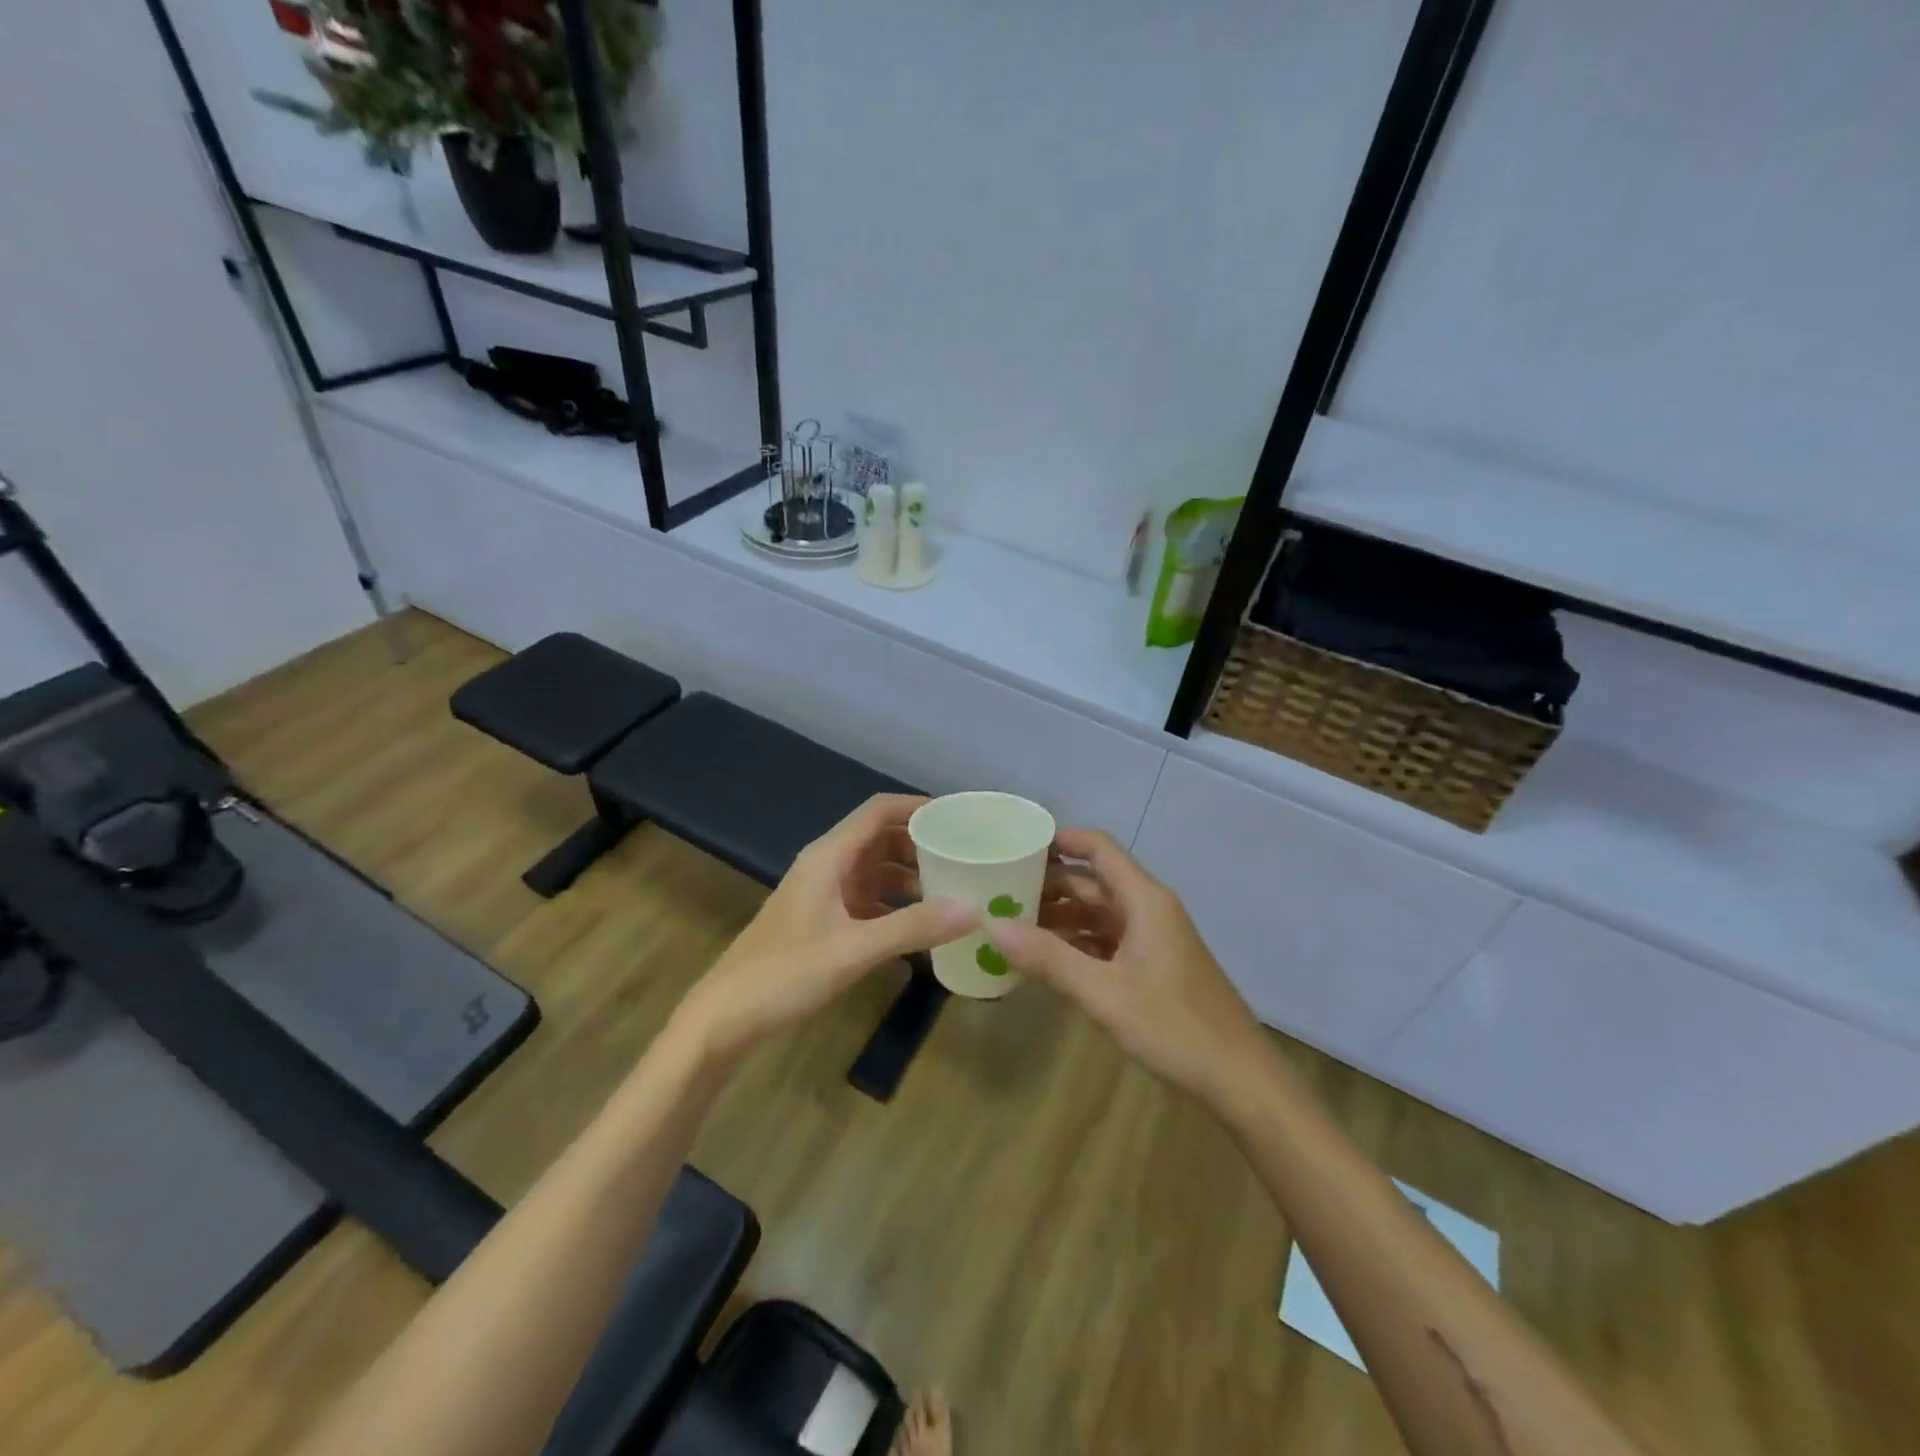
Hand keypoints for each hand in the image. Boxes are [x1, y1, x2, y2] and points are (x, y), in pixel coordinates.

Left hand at [674, 794, 976, 1062]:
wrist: (725, 1018)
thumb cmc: (784, 974)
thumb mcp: (854, 950)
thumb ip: (913, 928)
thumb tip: (974, 910)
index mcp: (828, 857)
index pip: (878, 812)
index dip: (917, 807)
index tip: (959, 817)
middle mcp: (826, 867)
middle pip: (880, 839)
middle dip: (921, 844)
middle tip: (965, 857)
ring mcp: (823, 895)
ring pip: (875, 871)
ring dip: (910, 876)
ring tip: (953, 889)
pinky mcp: (822, 922)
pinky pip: (868, 901)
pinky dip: (895, 906)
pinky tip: (922, 926)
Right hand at [991, 829, 1266, 1107]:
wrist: (1240, 1080)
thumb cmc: (1174, 1028)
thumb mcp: (1103, 993)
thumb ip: (1048, 958)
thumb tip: (992, 924)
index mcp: (1145, 900)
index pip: (1098, 848)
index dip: (1059, 839)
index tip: (1015, 845)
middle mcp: (1149, 909)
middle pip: (1093, 880)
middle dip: (1049, 882)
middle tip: (999, 890)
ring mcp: (1153, 938)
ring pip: (1099, 912)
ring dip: (1060, 914)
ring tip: (1012, 923)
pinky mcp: (1153, 965)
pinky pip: (1107, 939)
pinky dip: (1076, 942)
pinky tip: (1045, 958)